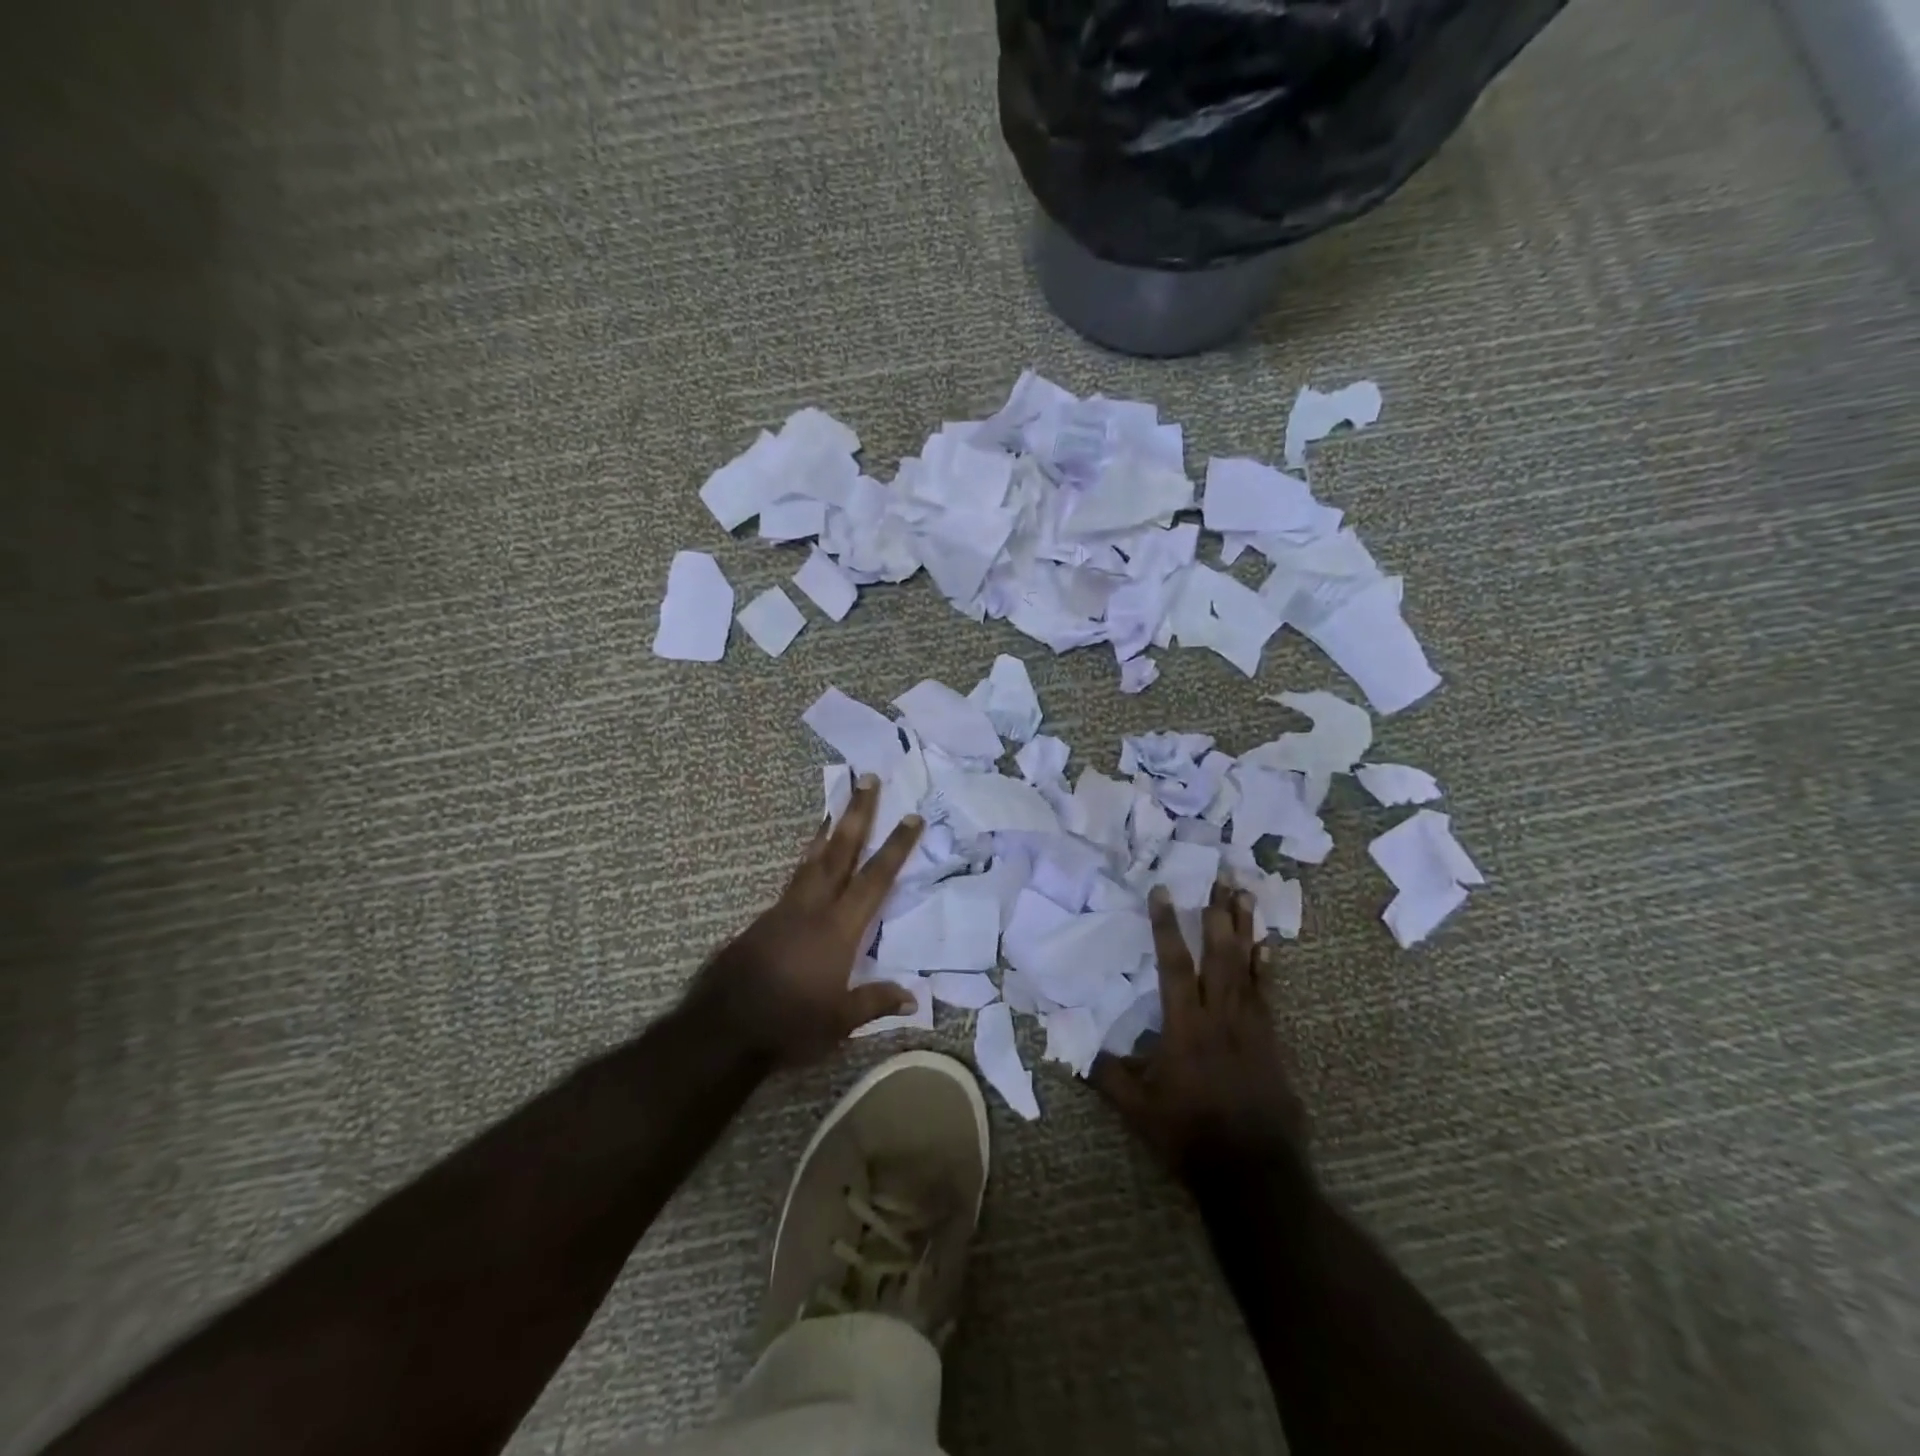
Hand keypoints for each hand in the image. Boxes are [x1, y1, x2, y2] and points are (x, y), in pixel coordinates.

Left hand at [688, 774, 923, 1064]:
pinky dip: (808, 859)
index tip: (911, 817)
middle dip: (857, 814)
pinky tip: (811, 859)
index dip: (895, 848)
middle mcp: (813, 908)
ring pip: (812, 859)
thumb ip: (876, 1001)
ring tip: (837, 806)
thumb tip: (914, 996)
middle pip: (840, 852)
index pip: (875, 880)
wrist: (723, 1029)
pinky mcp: (765, 919)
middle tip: (867, 779)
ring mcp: (786, 910)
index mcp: (839, 929)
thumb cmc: (789, 1024)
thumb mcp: (840, 1021)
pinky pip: (795, 878)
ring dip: (829, 830)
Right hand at [1091, 880, 1307, 1175]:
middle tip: (1221, 876)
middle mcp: (1219, 1017)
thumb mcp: (1137, 1109)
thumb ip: (1106, 1075)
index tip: (1163, 891)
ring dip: (1245, 928)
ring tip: (1245, 894)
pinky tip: (1269, 945)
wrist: (1253, 1172)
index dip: (1166, 927)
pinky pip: (1267, 994)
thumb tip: (1072, 1051)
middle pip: (1218, 955)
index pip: (1173, 965)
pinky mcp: (1270, 1042)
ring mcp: (1250, 1027)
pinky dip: (1266, 967)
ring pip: (1246, 967)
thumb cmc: (1189, 1135)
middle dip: (1217, 914)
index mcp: (1183, 1027)